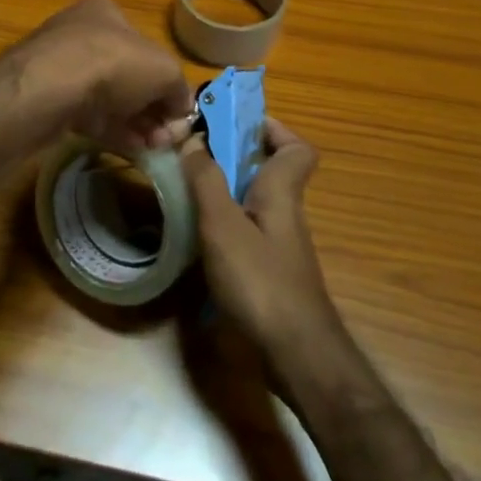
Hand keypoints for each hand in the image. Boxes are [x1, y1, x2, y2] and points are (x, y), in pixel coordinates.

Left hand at [1, 0, 192, 155]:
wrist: (46, 90)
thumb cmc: (111, 63)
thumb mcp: (164, 70)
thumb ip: (178, 88)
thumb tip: (180, 108)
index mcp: (106, 13)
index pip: (145, 46)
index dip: (166, 80)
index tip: (177, 112)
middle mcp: (80, 34)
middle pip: (128, 75)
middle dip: (151, 107)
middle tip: (165, 137)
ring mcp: (60, 67)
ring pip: (108, 98)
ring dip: (135, 123)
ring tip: (153, 148)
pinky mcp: (47, 99)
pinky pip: (86, 116)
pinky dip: (111, 131)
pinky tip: (130, 149)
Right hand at [184, 118, 345, 369]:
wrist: (296, 356)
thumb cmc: (260, 281)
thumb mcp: (223, 224)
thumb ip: (206, 179)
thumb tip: (193, 138)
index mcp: (281, 191)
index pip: (296, 148)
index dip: (271, 129)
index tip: (232, 123)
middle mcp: (283, 212)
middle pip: (268, 171)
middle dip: (233, 156)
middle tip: (194, 153)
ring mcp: (277, 245)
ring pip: (253, 202)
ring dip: (223, 190)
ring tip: (184, 187)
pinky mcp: (267, 272)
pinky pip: (244, 231)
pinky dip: (222, 225)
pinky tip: (194, 236)